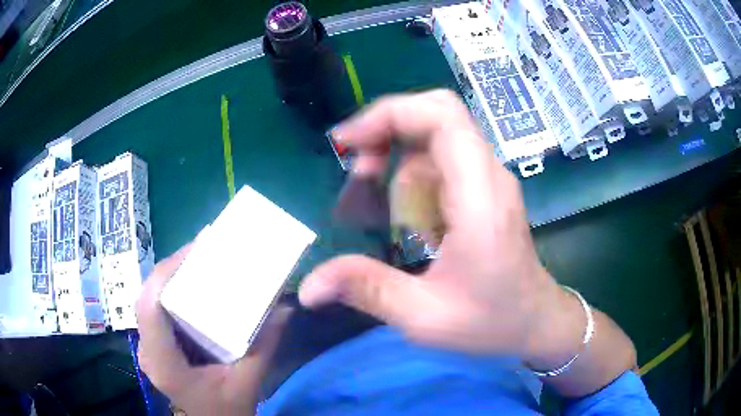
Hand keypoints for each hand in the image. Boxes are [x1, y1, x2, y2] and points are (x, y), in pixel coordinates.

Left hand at [136, 244, 290, 415]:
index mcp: (164, 361)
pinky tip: (191, 286)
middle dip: (172, 268)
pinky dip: (171, 291)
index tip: (196, 250)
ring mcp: (147, 346)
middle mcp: (147, 349)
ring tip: (198, 260)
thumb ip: (264, 348)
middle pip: (147, 296)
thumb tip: (284, 308)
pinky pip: (155, 309)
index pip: (150, 306)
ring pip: (149, 299)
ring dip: (171, 276)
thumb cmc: (223, 411)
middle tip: (202, 249)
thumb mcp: (247, 384)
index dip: (167, 272)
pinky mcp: (154, 344)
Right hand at [300, 89, 566, 357]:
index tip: (348, 143)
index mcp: (479, 197)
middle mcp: (488, 175)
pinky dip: (412, 176)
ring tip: (376, 207)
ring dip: (398, 159)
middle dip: (389, 129)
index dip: (390, 114)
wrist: (535, 322)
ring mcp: (489, 180)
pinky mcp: (484, 190)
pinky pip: (442, 162)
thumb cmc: (492, 322)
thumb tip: (309, 286)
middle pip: (438, 114)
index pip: (441, 117)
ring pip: (436, 138)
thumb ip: (368, 291)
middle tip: (359, 170)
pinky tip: (406, 217)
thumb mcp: (425, 316)